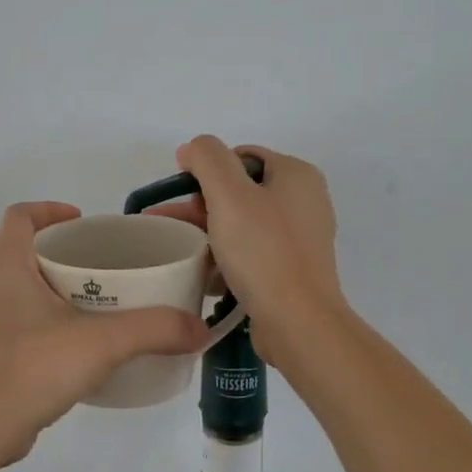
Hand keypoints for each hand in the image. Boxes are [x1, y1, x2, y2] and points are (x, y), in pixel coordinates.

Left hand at [0, 202, 208, 464]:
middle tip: (100, 269)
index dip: (51, 210)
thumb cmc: (29, 369)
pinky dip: (38, 322)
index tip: (84, 222)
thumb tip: (200, 328)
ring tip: (91, 307)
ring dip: (49, 289)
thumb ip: (153, 330)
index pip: (20, 215)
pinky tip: (68, 349)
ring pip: (14, 288)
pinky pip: (10, 322)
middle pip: (21, 250)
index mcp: (3, 264)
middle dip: (60, 254)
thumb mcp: (101, 344)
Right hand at [149, 138, 344, 350]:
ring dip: (207, 232)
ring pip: (241, 224)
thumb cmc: (263, 251)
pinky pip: (250, 253)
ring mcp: (299, 238)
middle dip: (200, 205)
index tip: (181, 195)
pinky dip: (225, 257)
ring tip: (174, 249)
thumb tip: (193, 148)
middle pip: (239, 190)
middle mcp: (304, 201)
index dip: (206, 169)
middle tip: (168, 225)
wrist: (298, 322)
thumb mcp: (228, 194)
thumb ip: (207, 158)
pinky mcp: (292, 270)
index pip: (241, 156)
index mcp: (296, 175)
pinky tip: (200, 272)